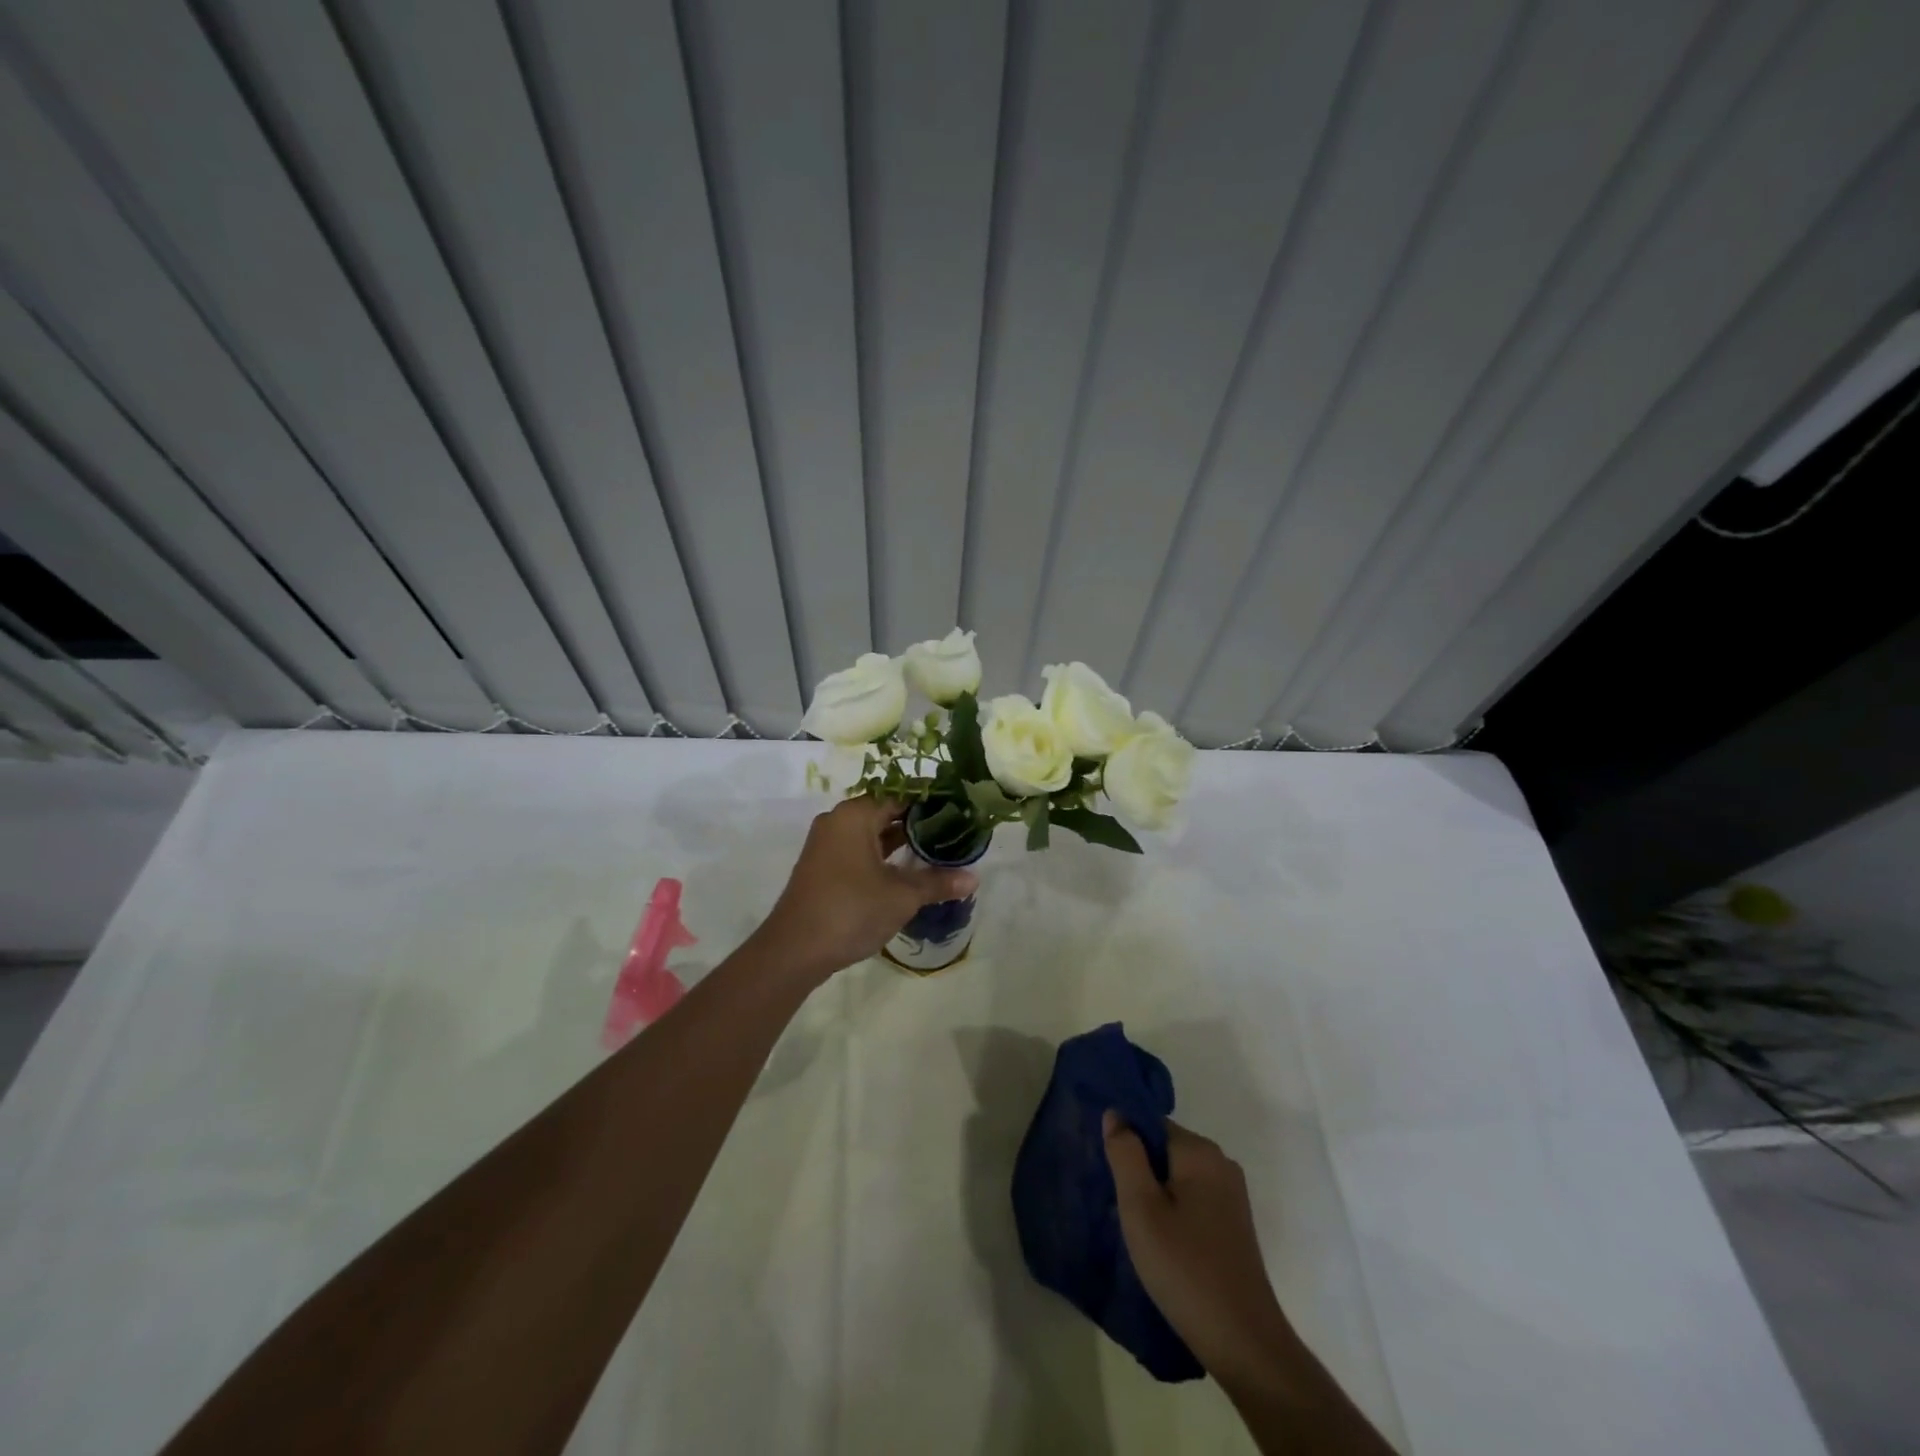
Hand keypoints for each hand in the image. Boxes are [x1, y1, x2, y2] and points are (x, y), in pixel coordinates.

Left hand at [756, 798, 978, 980]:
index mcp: (855, 815)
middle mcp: (838, 821)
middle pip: (885, 811)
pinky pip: (860, 849)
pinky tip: (908, 869)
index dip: (931, 800)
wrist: (794, 950)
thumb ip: (937, 882)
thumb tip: (974, 878)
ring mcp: (827, 844)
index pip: (900, 794)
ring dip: (901, 840)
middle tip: (955, 829)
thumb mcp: (902, 896)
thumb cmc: (851, 910)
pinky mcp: (824, 866)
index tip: (959, 807)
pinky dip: (883, 854)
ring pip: (872, 832)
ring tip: (938, 848)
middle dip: (919, 821)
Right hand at [1104, 1112, 1298, 1388]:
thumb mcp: (1141, 1207)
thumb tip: (1115, 1113)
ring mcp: (1231, 1196)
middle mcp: (1221, 1164)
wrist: (1243, 1342)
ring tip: (1135, 1228)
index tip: (1108, 1176)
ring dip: (1154, 1196)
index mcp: (1200, 1151)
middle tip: (1118, 1206)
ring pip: (1177, 1178)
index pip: (1151, 1124)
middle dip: (1139, 1172)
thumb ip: (1125, 1153)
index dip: (1126, 1146)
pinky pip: (1192, 1201)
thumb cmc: (1185, 1268)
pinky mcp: (1234, 1225)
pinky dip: (1173, 1213)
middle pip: (1165, 1150)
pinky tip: (1160, 1245)